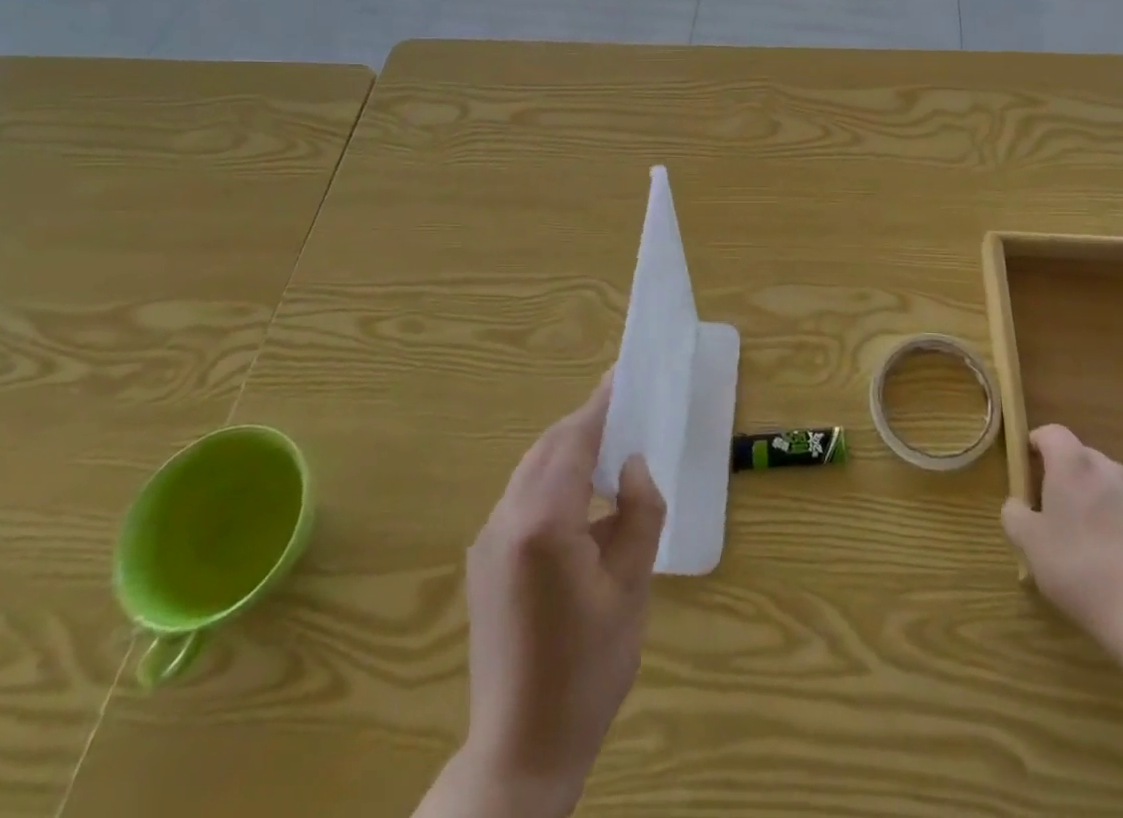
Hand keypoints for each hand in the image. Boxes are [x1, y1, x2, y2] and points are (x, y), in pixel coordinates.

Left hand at [433, 375, 665, 817]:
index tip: (622, 374)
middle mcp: (505, 519)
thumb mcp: (631, 587)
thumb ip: (639, 513)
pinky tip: (579, 495)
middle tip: (624, 409)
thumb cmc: (588, 668)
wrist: (520, 747)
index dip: (601, 404)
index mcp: (543, 523)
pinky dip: (552, 478)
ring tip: (608, 446)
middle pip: (548, 448)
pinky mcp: (483, 560)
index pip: (575, 441)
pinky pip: (520, 496)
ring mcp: (488, 539)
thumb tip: (634, 465)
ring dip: (568, 450)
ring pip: (531, 469)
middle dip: (585, 423)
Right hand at [1002, 425, 1122, 654]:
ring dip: (1094, 496)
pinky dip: (1119, 518)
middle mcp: (1108, 468)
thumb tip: (1019, 505)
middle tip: (1054, 511)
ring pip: (1107, 481)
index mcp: (1073, 464)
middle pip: (1080, 456)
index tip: (1028, 472)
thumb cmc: (1078, 570)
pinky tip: (1117, 555)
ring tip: (1088, 537)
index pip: (1050, 433)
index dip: (1035, 445)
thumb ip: (1014, 513)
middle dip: (1064, 475)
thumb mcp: (1029, 544)